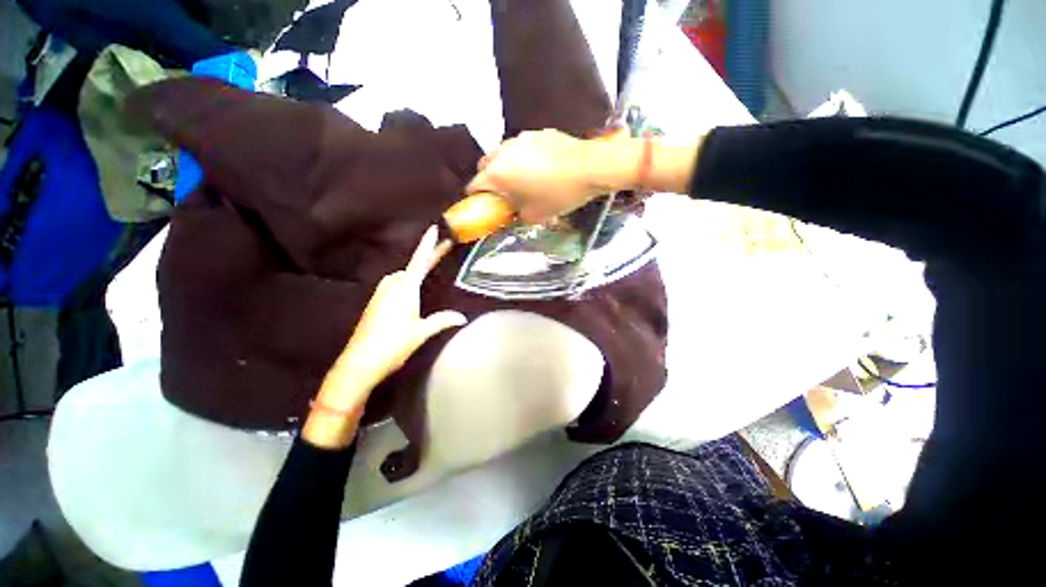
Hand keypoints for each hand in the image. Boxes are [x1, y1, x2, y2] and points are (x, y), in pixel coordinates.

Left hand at [304, 226, 466, 447]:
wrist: (359, 362)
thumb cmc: (393, 345)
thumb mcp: (422, 332)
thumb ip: (443, 320)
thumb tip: (463, 317)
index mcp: (405, 289)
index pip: (419, 261)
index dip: (427, 245)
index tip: (434, 228)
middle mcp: (392, 286)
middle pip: (412, 266)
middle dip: (427, 257)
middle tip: (444, 249)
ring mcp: (382, 294)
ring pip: (404, 275)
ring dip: (417, 270)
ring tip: (432, 266)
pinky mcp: (376, 302)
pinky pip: (396, 284)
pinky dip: (408, 281)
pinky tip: (414, 288)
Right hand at [465, 129, 609, 223]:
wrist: (589, 167)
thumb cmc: (558, 195)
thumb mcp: (535, 215)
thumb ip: (517, 215)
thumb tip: (513, 212)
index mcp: (497, 173)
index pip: (474, 186)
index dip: (476, 198)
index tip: (483, 206)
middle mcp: (503, 152)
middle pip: (485, 166)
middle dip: (489, 180)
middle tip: (503, 194)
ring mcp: (520, 139)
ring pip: (503, 154)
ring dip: (505, 167)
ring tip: (522, 179)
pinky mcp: (537, 133)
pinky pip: (521, 147)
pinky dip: (523, 158)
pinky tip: (541, 167)